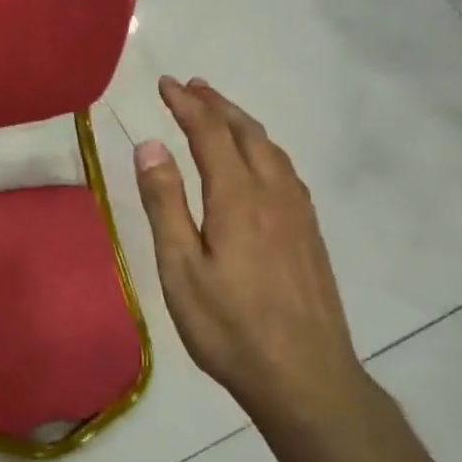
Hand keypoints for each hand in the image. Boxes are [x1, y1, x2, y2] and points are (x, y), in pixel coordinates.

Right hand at [133, 77, 366, 425]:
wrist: (306, 377)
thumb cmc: (229, 326)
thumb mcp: (180, 268)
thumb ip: (165, 203)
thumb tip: (150, 145)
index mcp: (238, 197)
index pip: (210, 133)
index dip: (186, 105)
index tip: (165, 84)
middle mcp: (274, 193)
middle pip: (246, 133)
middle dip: (217, 105)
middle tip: (192, 86)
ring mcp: (299, 214)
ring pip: (271, 150)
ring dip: (242, 123)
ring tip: (221, 112)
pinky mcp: (311, 234)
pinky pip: (286, 171)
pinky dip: (264, 148)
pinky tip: (259, 162)